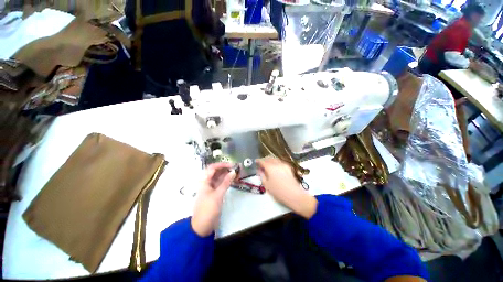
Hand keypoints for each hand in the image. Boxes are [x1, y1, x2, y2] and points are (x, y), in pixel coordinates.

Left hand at [191, 163, 235, 236]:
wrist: (203, 226)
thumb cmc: (208, 209)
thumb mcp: (218, 195)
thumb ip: (226, 182)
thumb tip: (233, 172)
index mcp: (204, 181)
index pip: (212, 168)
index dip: (222, 165)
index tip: (232, 165)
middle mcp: (208, 182)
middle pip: (216, 172)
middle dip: (226, 168)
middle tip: (237, 168)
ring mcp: (212, 187)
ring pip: (220, 177)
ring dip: (228, 174)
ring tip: (237, 172)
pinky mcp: (215, 193)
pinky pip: (222, 183)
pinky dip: (227, 181)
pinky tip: (234, 179)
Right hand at [256, 158, 316, 218]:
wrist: (294, 195)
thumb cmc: (278, 191)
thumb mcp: (266, 185)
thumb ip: (261, 175)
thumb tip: (259, 170)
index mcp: (270, 167)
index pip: (262, 161)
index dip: (258, 161)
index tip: (256, 162)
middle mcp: (277, 163)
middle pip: (269, 158)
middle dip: (264, 160)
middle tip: (261, 164)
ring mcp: (284, 164)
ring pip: (275, 159)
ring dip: (270, 160)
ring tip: (267, 165)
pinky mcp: (288, 167)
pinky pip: (280, 161)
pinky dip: (276, 162)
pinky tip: (275, 167)